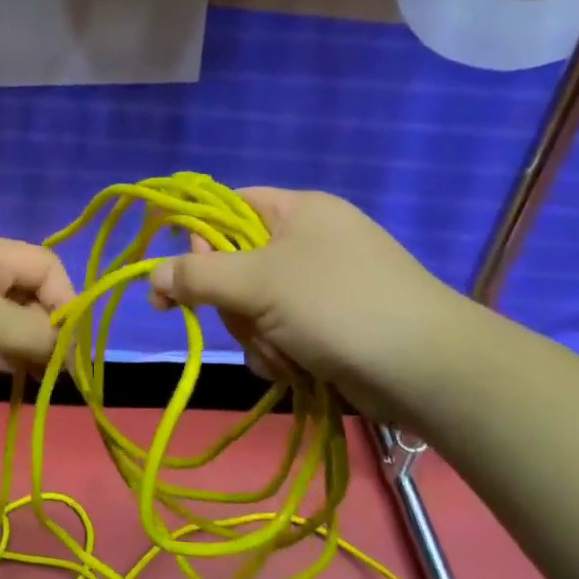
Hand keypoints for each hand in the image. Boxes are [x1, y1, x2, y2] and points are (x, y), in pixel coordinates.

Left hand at [0, 234, 76, 385]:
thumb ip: (35, 333)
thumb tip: (64, 346)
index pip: (47, 266)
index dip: (66, 302)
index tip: (69, 344)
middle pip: (26, 291)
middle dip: (44, 327)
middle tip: (53, 367)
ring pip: (1, 315)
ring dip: (20, 343)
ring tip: (31, 375)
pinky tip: (2, 372)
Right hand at [148, 189, 466, 418]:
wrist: (427, 369)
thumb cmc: (338, 305)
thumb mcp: (257, 281)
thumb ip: (196, 275)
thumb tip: (151, 276)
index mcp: (297, 211)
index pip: (228, 208)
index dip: (199, 240)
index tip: (184, 276)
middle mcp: (308, 242)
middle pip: (235, 267)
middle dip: (235, 305)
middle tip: (249, 320)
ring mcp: (321, 288)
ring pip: (253, 309)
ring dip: (256, 337)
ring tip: (283, 353)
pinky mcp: (329, 327)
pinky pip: (278, 335)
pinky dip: (279, 354)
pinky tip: (296, 369)